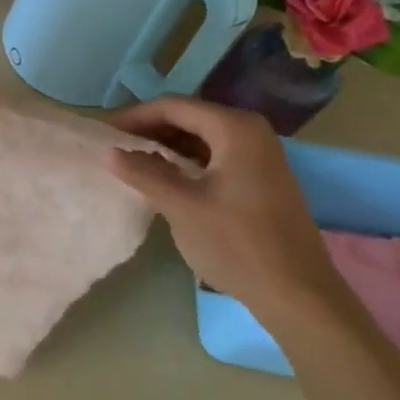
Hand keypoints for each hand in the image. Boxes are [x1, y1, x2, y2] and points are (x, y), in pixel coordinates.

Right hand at [105, 96, 343, 315]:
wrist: (296, 293)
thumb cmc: (237, 243)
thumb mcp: (182, 206)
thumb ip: (144, 173)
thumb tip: (108, 153)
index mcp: (235, 128)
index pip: (173, 106)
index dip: (134, 116)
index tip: (103, 133)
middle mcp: (251, 131)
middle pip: (189, 117)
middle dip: (149, 129)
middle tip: (114, 147)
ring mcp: (260, 154)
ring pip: (201, 137)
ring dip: (166, 146)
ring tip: (132, 162)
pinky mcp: (260, 177)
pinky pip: (214, 155)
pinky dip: (186, 160)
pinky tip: (164, 178)